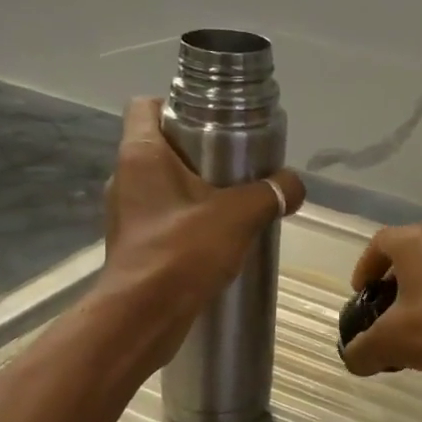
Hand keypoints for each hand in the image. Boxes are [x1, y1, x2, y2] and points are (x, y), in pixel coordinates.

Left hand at [102, 97, 304, 363]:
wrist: (143, 317)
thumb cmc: (182, 251)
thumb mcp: (239, 215)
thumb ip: (272, 193)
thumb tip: (296, 184)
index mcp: (140, 154)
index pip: (145, 105)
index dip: (177, 104)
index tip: (214, 122)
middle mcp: (125, 177)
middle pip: (160, 146)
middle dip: (198, 152)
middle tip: (236, 164)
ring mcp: (126, 213)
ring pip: (163, 185)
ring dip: (195, 190)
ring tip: (232, 203)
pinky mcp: (134, 245)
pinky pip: (163, 219)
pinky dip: (187, 222)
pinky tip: (216, 239)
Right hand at [340, 224, 421, 381]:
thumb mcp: (392, 343)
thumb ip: (363, 350)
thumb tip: (354, 359)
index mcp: (415, 241)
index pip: (379, 243)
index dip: (364, 268)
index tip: (361, 295)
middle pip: (409, 254)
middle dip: (393, 283)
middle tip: (387, 314)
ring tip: (418, 327)